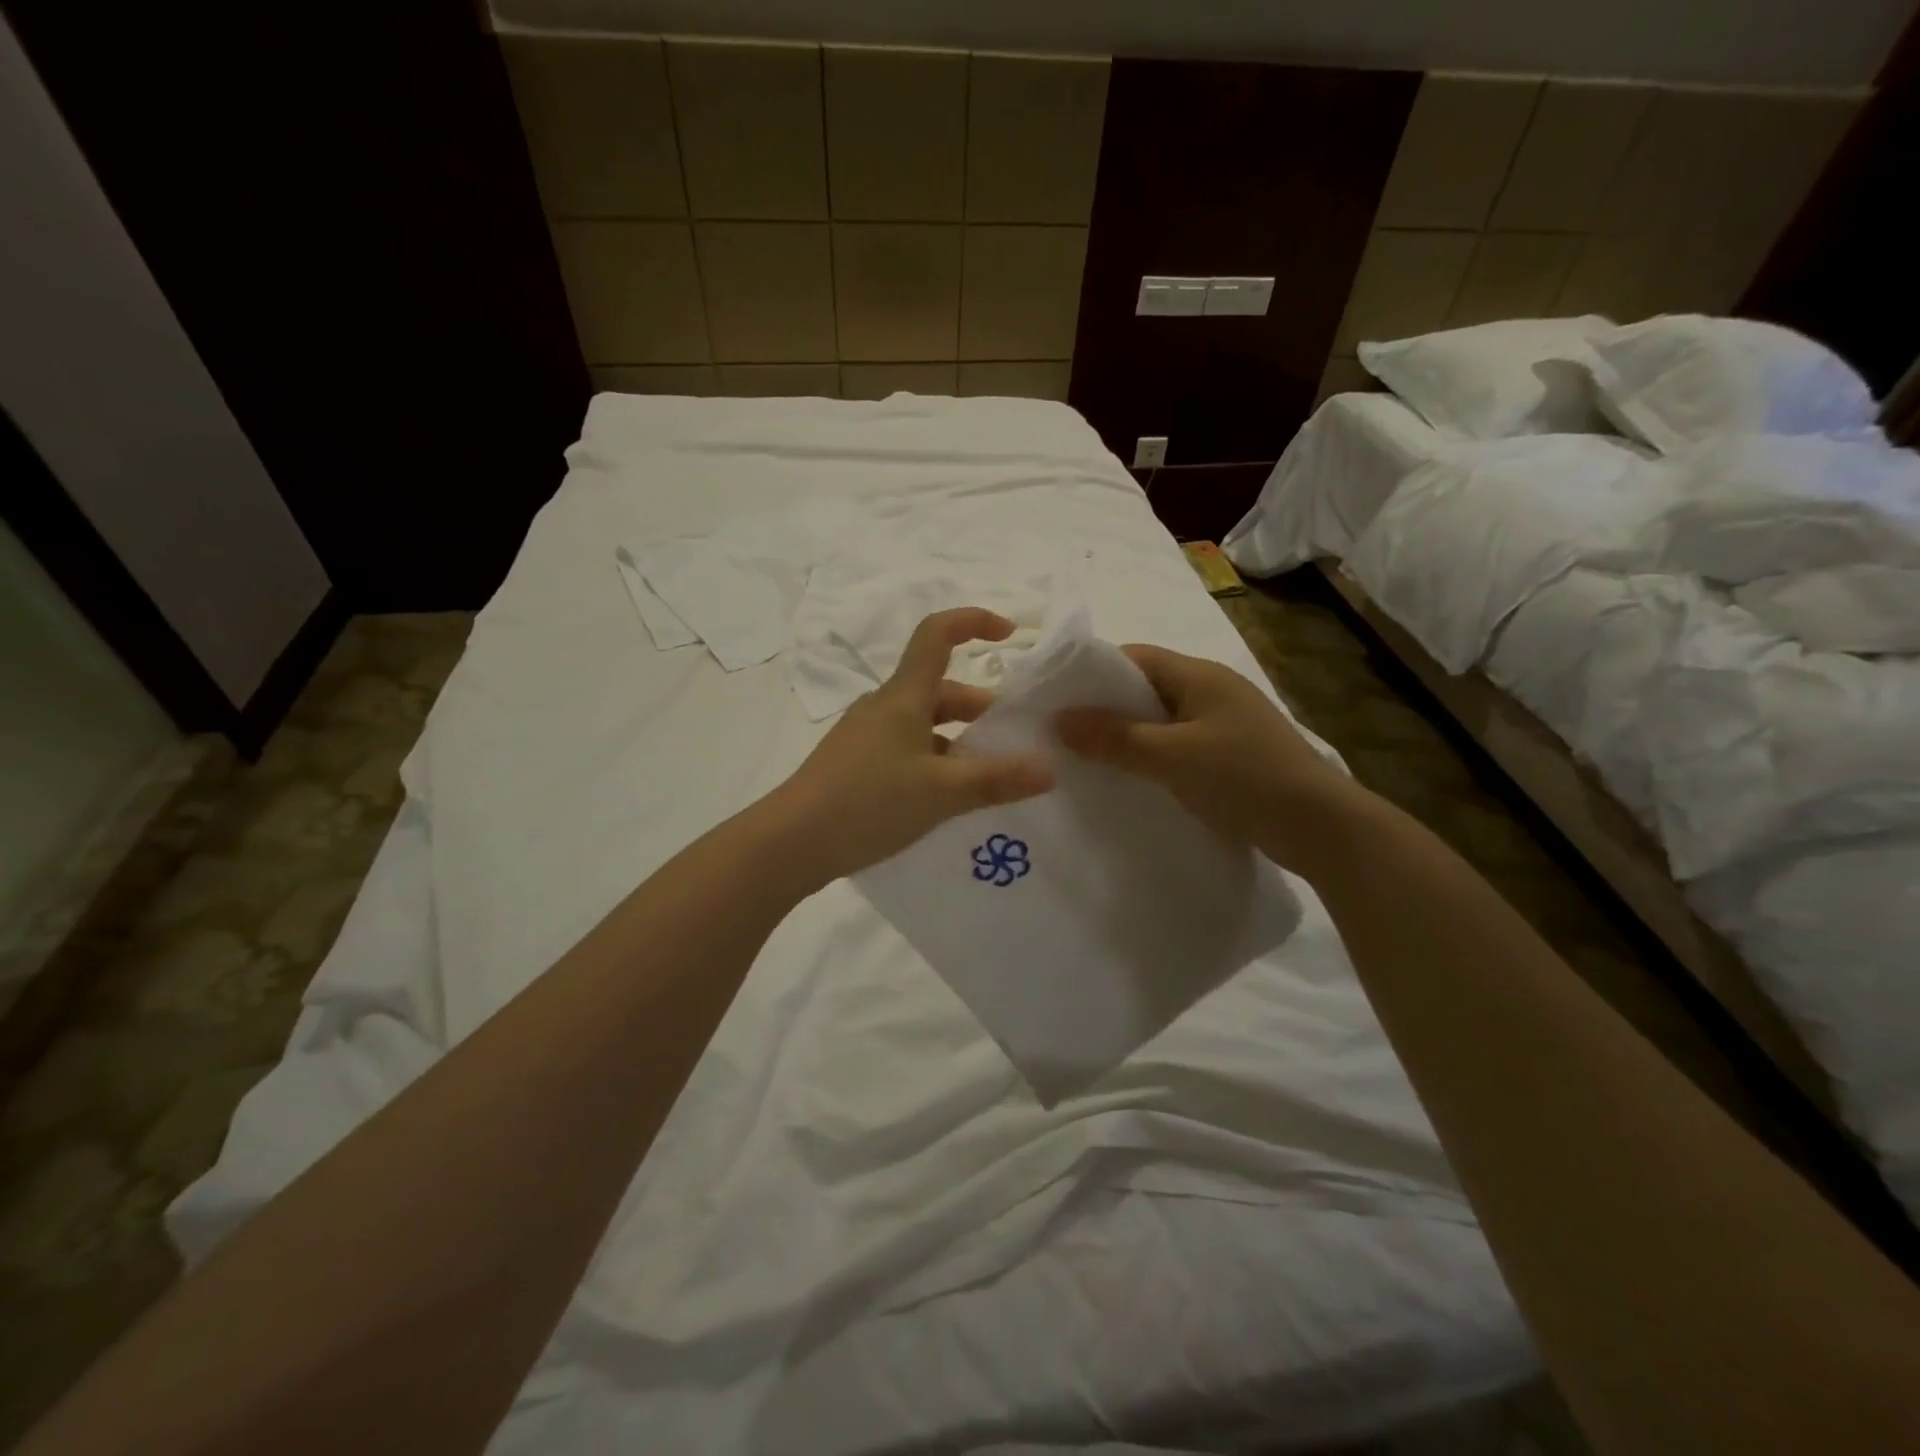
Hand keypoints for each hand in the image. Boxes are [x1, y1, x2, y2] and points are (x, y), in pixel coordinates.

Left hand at [765, 608, 1054, 886]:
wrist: (790, 843)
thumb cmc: (868, 803)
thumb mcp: (942, 793)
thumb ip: (997, 779)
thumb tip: (1049, 770)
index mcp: (903, 697)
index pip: (937, 634)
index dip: (973, 621)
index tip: (1009, 634)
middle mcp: (884, 707)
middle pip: (939, 689)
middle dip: (981, 708)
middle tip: (1013, 742)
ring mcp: (866, 737)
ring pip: (924, 724)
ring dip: (959, 741)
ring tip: (989, 778)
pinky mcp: (856, 765)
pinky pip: (906, 750)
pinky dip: (935, 762)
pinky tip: (948, 800)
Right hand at [1055, 644, 1363, 872]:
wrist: (1318, 825)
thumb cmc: (1242, 776)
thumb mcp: (1171, 756)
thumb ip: (1114, 738)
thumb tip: (1059, 721)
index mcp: (1199, 675)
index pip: (1135, 657)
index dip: (1094, 672)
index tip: (1058, 697)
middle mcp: (1212, 690)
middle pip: (1147, 687)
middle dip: (1106, 707)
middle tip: (1065, 732)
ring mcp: (1225, 723)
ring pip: (1162, 719)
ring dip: (1129, 735)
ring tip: (1089, 758)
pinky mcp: (1232, 754)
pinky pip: (1179, 744)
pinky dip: (1152, 756)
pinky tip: (1132, 779)